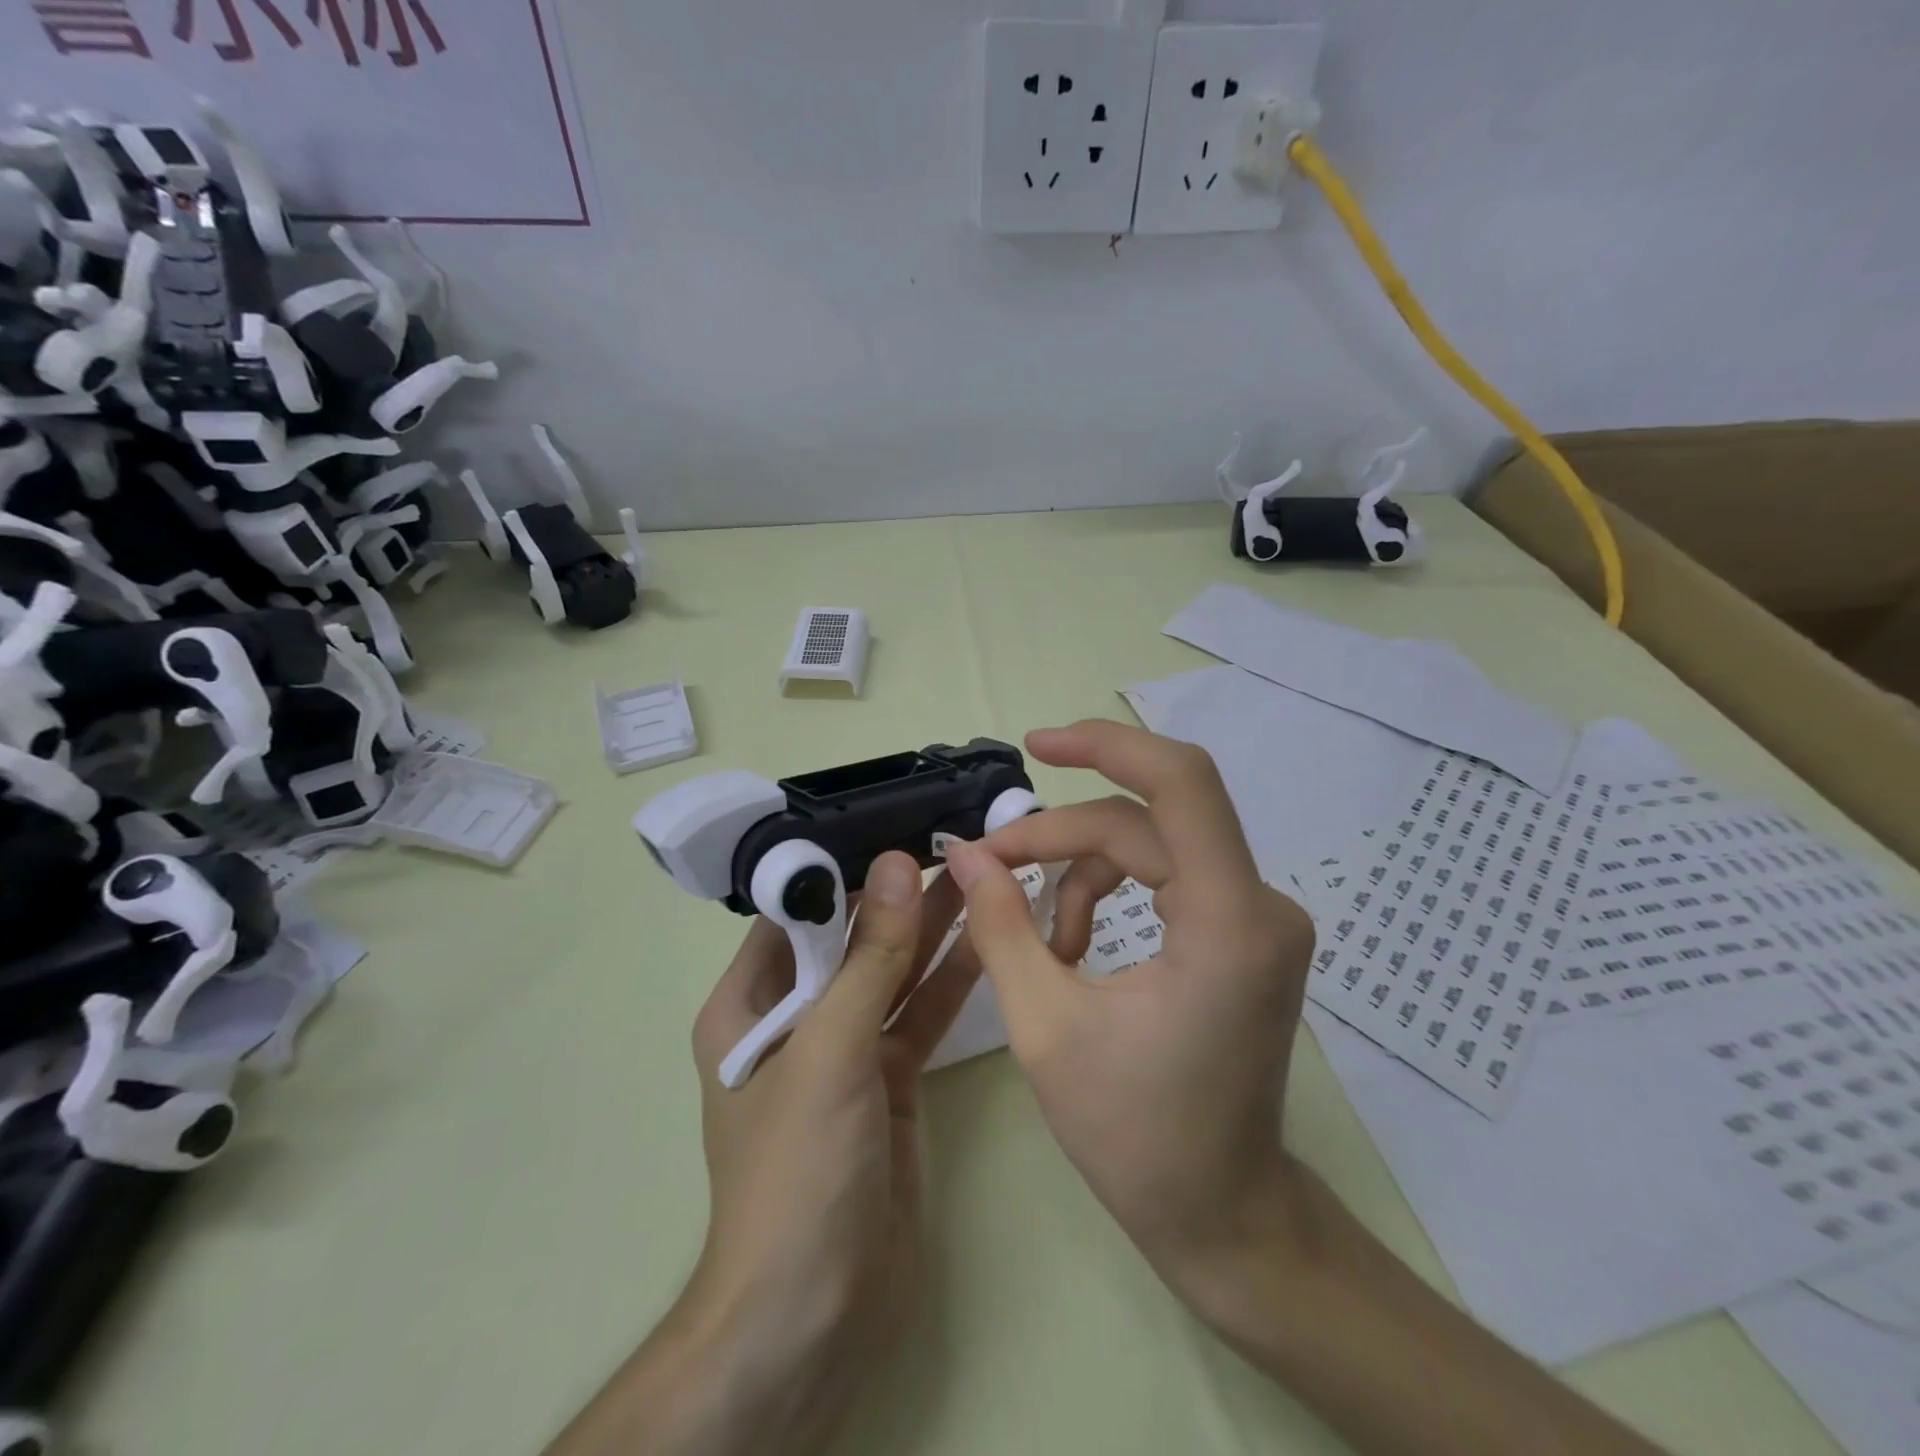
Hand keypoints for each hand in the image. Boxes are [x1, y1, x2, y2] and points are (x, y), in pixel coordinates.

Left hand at [546, 852, 978, 1455]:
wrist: (815, 1313)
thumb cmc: (797, 1169)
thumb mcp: (830, 1049)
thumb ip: (869, 956)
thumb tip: (899, 865)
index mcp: (748, 1005)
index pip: (795, 913)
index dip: (845, 869)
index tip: (898, 826)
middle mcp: (795, 1019)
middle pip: (850, 941)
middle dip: (897, 897)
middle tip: (952, 844)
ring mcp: (845, 1051)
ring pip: (890, 975)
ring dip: (929, 931)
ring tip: (977, 876)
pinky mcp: (888, 1081)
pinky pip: (917, 1015)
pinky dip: (947, 981)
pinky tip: (983, 940)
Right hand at [944, 720, 1316, 1274]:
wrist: (1223, 1213)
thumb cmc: (1136, 1135)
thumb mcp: (1046, 1026)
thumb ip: (1001, 925)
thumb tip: (966, 853)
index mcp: (1228, 923)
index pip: (1180, 783)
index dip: (1106, 745)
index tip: (1035, 745)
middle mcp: (1259, 904)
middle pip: (1144, 821)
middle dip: (1059, 835)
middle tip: (990, 865)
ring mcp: (1259, 916)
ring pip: (1152, 843)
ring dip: (1082, 869)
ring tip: (1040, 935)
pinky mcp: (1245, 931)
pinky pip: (1167, 873)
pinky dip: (1110, 889)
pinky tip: (1074, 942)